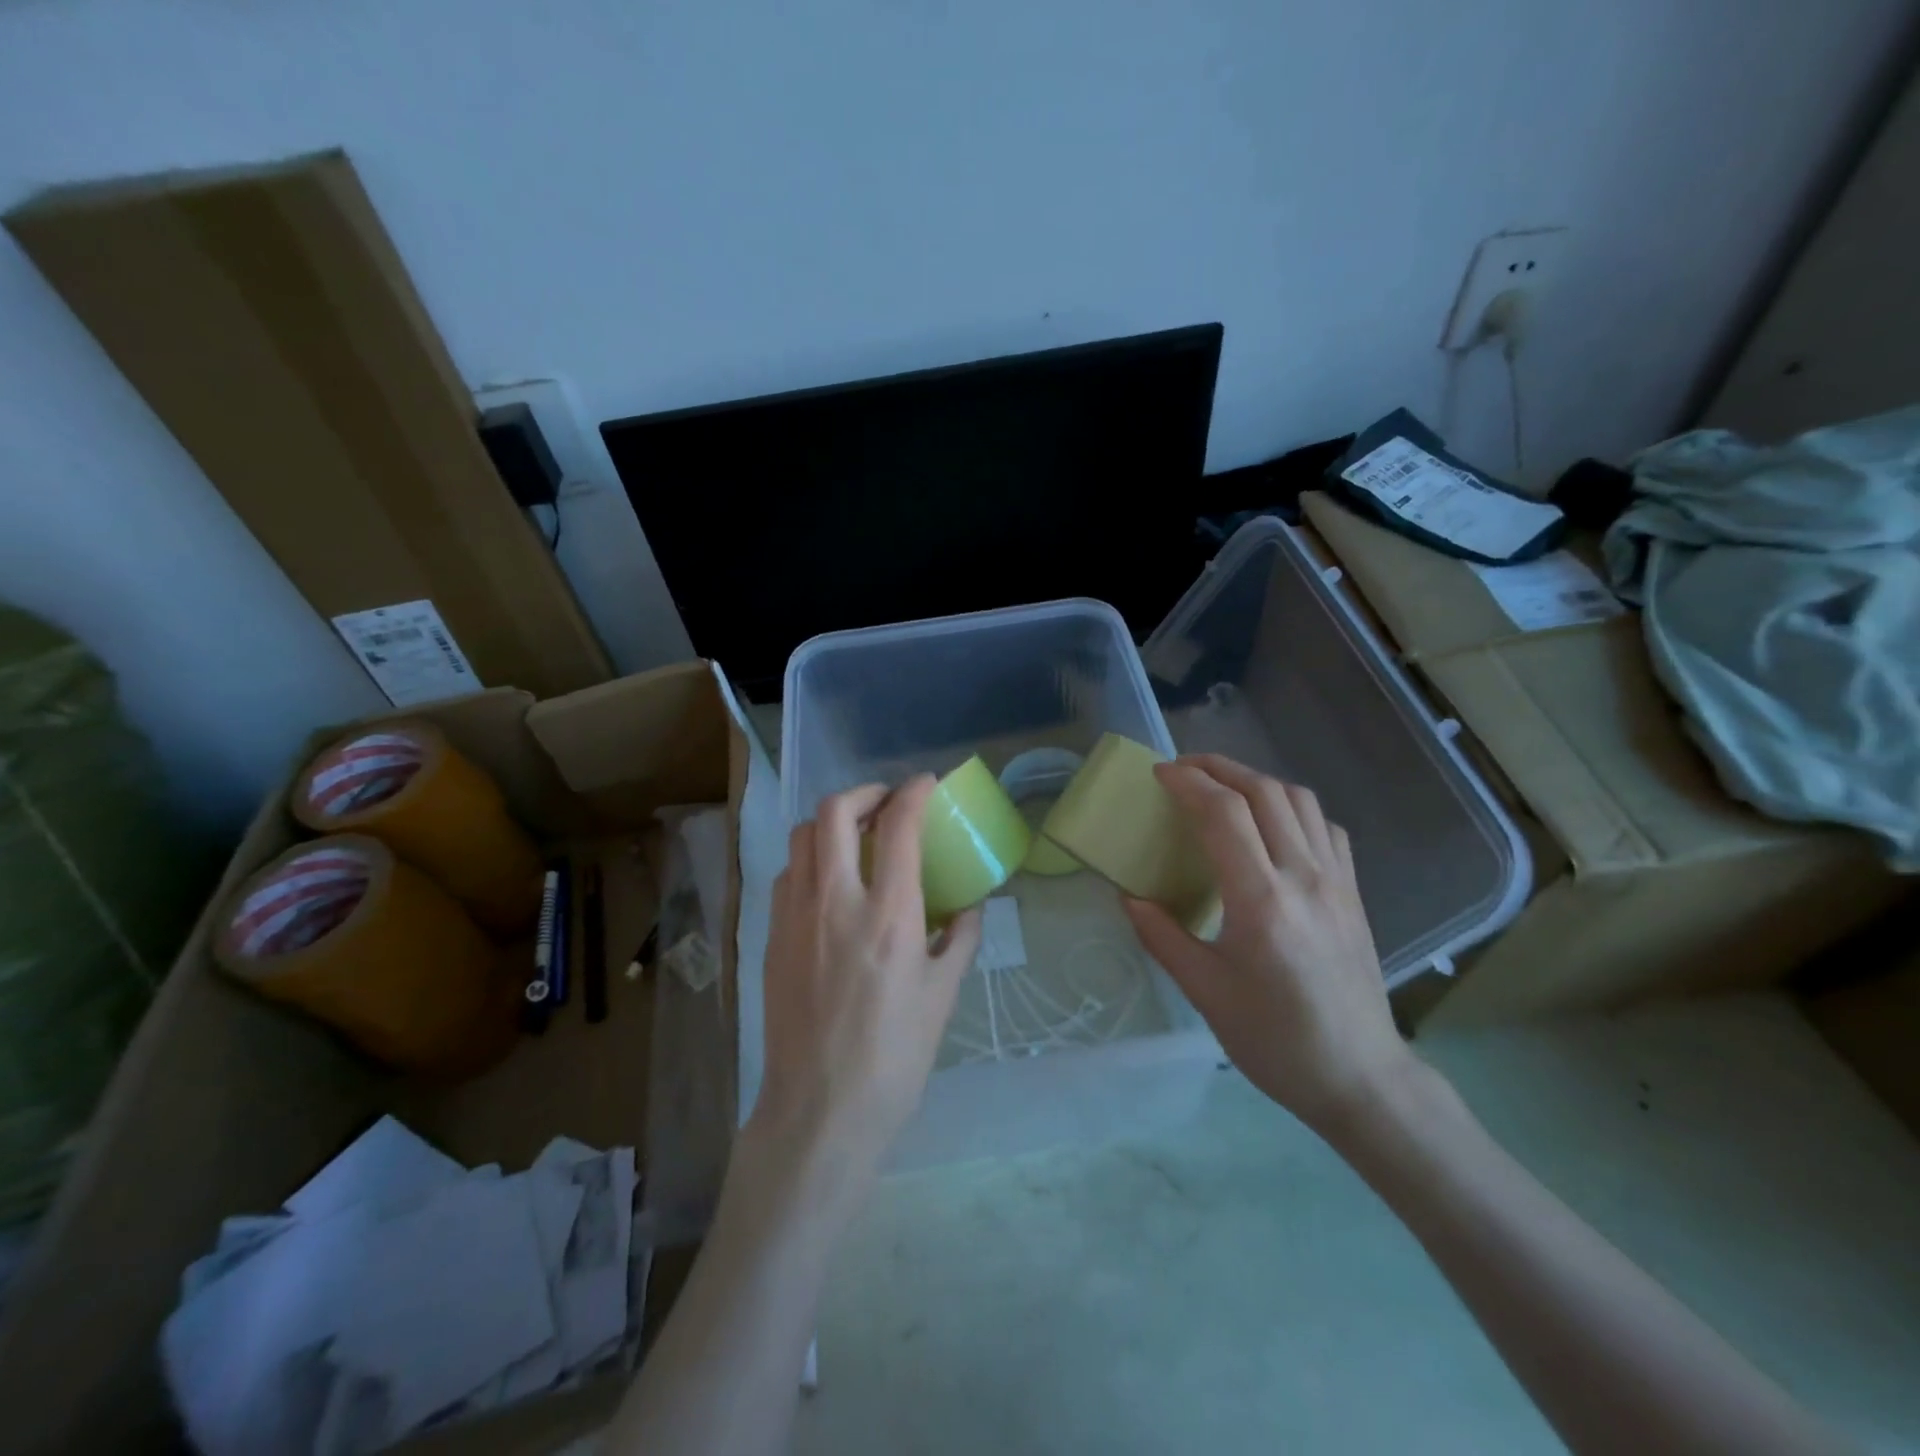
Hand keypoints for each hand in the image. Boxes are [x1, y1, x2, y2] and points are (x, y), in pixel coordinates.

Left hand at [748, 776, 982, 1177]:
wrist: (819, 1111)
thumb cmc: (893, 1058)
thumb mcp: (942, 997)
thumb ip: (959, 940)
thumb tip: (970, 907)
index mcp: (888, 915)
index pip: (897, 826)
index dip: (914, 792)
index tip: (927, 784)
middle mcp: (835, 902)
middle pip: (833, 812)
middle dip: (863, 793)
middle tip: (886, 805)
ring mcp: (795, 917)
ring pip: (802, 837)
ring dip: (831, 823)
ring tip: (855, 838)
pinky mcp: (772, 937)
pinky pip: (788, 875)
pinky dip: (810, 859)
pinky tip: (829, 884)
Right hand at [1122, 754, 1413, 1135]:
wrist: (1360, 1077)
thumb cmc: (1274, 1039)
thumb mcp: (1204, 992)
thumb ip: (1162, 936)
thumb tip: (1129, 897)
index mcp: (1261, 901)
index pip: (1223, 813)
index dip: (1188, 782)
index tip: (1159, 774)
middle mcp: (1304, 877)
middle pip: (1263, 791)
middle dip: (1218, 767)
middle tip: (1182, 769)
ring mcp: (1337, 881)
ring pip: (1299, 800)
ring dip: (1255, 780)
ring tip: (1222, 786)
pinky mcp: (1354, 892)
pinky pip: (1325, 827)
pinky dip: (1292, 808)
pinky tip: (1273, 824)